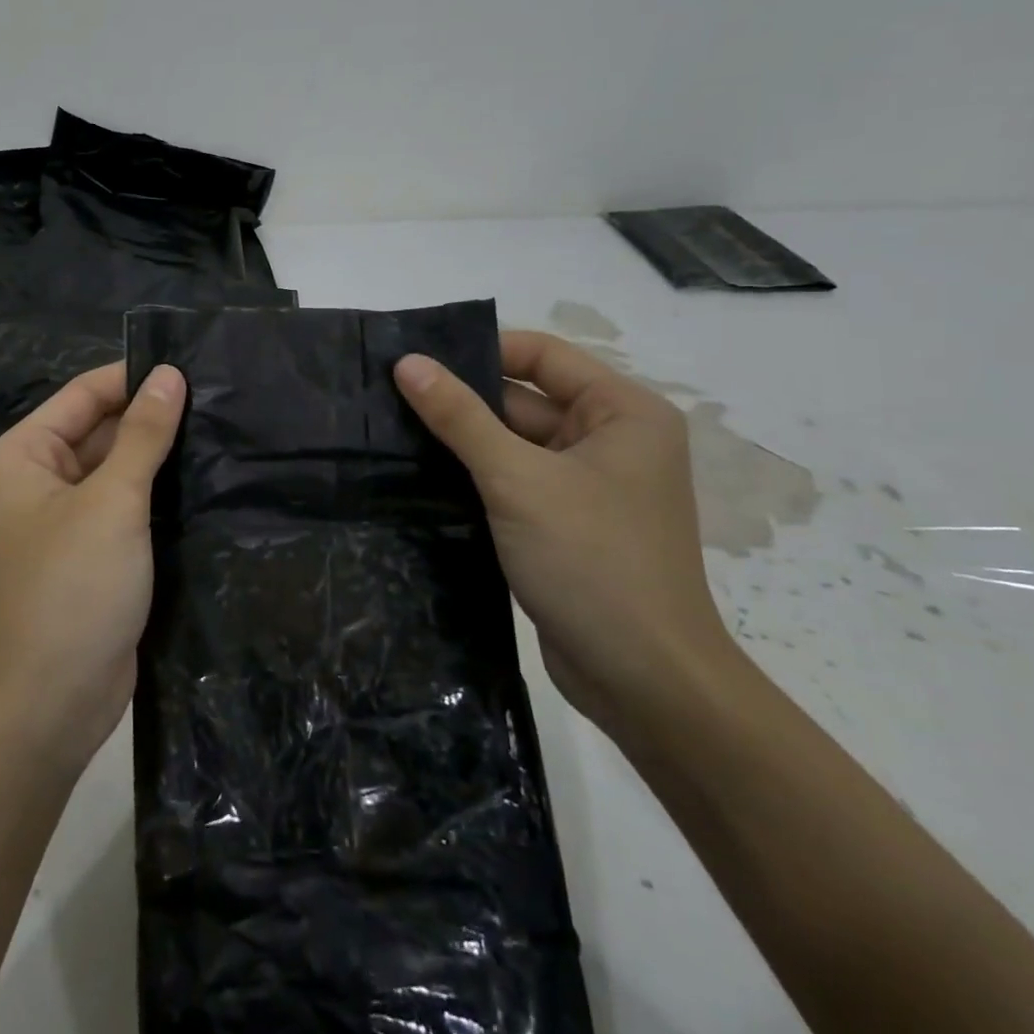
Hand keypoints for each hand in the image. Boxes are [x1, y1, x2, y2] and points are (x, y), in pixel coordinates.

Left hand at [0, 361, 186, 770]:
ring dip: (159, 457)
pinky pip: (124, 509)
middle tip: (218, 399)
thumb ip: (143, 435)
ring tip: (221, 430)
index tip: (192, 367)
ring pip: (115, 471)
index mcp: (22, 457)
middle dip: (151, 418)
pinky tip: (205, 480)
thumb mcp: (111, 502)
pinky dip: (156, 495)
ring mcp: (63, 522)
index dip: (133, 378)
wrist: (51, 706)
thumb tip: (169, 375)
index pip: (82, 395)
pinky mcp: (90, 556)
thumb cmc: (71, 589)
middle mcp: (36, 483)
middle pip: (98, 430)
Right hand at [394, 331, 734, 735]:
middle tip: (388, 395)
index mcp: (622, 411)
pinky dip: (474, 476)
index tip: (414, 358)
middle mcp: (611, 439)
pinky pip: (513, 481)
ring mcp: (588, 484)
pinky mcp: (564, 522)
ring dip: (462, 440)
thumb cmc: (593, 561)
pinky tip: (419, 474)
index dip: (479, 350)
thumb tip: (407, 362)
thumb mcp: (517, 479)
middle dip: (462, 399)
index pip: (541, 356)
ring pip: (513, 443)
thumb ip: (460, 416)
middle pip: (524, 399)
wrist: (645, 683)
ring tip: (391, 429)